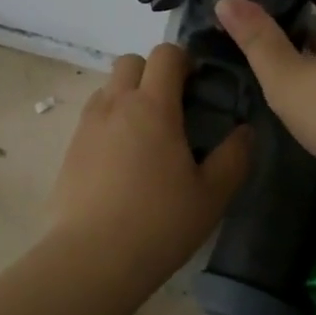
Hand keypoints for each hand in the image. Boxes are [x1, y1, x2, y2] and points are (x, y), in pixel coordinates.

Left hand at [49, 45, 252, 293]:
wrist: (90, 260)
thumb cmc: (158, 224)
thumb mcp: (211, 196)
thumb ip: (234, 158)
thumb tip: (246, 132)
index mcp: (153, 105)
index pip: (165, 54)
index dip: (184, 60)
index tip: (196, 86)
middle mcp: (116, 104)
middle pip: (131, 61)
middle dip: (152, 72)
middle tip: (172, 107)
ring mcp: (88, 124)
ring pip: (109, 87)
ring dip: (129, 95)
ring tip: (146, 136)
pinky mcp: (70, 148)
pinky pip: (93, 116)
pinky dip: (110, 121)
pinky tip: (122, 160)